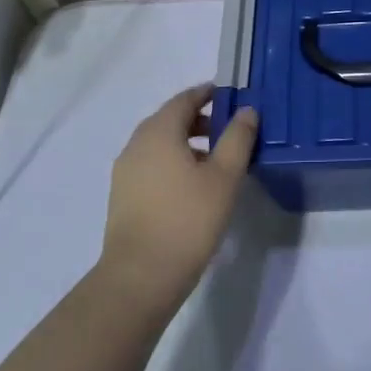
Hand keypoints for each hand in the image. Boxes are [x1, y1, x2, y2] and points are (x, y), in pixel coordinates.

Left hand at [100, 84, 257, 313]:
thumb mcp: (224, 176)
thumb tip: (246, 110)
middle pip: (170, 120)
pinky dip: (173, 163)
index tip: (230, 96)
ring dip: (187, 143)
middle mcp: (137, 144)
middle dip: (200, 119)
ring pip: (160, 144)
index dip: (208, 93)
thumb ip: (237, 138)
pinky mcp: (123, 196)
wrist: (140, 277)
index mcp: (159, 131)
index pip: (184, 99)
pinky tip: (193, 187)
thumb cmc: (188, 220)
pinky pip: (152, 165)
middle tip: (229, 130)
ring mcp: (125, 171)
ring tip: (216, 162)